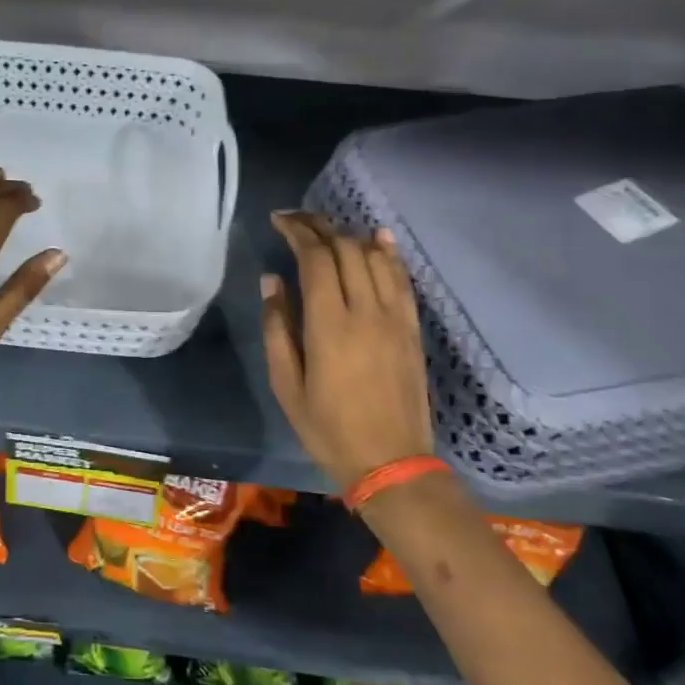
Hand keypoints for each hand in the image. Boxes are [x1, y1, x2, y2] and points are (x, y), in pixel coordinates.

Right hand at [260, 212, 433, 489]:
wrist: (392, 463)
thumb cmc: (328, 428)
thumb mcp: (286, 384)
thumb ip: (277, 327)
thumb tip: (272, 281)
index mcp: (329, 325)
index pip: (316, 258)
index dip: (297, 231)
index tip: (278, 221)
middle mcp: (365, 311)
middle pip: (345, 249)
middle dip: (319, 226)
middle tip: (296, 220)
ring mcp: (394, 318)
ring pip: (374, 257)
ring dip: (349, 235)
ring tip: (327, 229)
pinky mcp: (412, 328)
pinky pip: (402, 279)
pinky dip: (388, 253)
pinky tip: (378, 237)